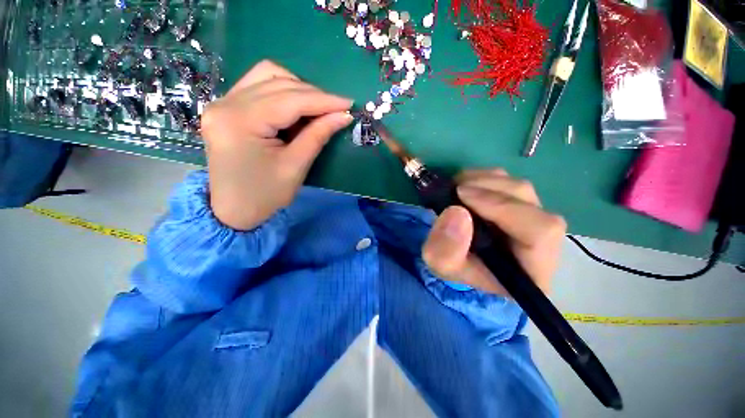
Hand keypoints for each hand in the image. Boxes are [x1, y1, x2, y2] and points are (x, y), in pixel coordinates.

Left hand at [200, 60, 352, 229]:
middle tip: (336, 109)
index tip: (348, 103)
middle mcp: (225, 104)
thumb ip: (318, 136)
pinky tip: (296, 109)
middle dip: (313, 94)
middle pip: (277, 81)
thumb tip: (342, 116)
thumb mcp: (295, 167)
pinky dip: (283, 93)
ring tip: (317, 109)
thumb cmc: (265, 195)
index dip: (323, 100)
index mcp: (240, 122)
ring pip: (266, 76)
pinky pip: (258, 86)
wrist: (233, 210)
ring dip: (297, 89)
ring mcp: (222, 103)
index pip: (289, 100)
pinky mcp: (226, 108)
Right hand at [422, 169, 565, 296]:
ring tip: (457, 187)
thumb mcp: (442, 265)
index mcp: (531, 267)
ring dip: (484, 181)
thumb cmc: (456, 271)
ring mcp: (531, 219)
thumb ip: (445, 249)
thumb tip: (456, 211)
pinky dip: (483, 179)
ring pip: (518, 187)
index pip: (539, 231)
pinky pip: (507, 183)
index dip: (503, 207)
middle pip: (529, 201)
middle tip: (455, 189)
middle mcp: (541, 241)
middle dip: (489, 188)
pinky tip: (465, 187)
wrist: (461, 264)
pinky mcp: (518, 205)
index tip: (463, 196)